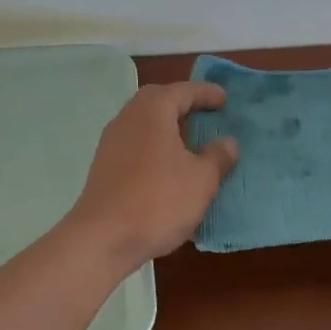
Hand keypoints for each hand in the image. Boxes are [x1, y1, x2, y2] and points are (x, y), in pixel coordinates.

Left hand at [67, 82, 237, 265]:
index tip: (224, 100)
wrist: (103, 239)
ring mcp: (111, 144)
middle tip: (205, 114)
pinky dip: (155, 148)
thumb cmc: (158, 201)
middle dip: (182, 105)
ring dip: (167, 128)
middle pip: (157, 101)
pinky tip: (169, 169)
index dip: (206, 93)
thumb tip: (227, 143)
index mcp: (152, 111)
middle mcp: (127, 120)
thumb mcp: (202, 179)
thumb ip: (218, 157)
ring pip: (144, 125)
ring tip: (191, 143)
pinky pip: (136, 146)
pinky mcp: (105, 169)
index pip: (183, 91)